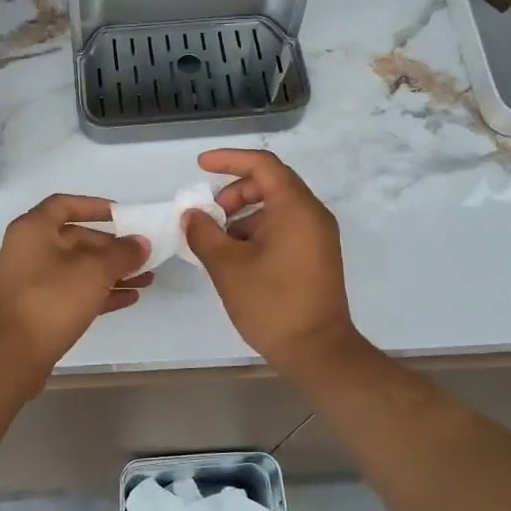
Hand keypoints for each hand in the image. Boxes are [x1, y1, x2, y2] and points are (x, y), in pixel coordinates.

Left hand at [0, 194, 151, 382]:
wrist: (12, 354)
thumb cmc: (52, 299)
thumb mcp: (94, 271)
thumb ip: (122, 253)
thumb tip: (141, 242)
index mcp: (34, 229)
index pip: (65, 204)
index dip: (94, 206)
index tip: (122, 215)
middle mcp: (30, 250)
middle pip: (75, 239)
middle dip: (111, 247)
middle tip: (142, 255)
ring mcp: (32, 282)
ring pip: (78, 269)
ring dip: (112, 272)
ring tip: (146, 279)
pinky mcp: (39, 310)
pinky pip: (75, 293)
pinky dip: (101, 293)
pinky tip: (130, 298)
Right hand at [182, 150, 365, 371]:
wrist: (317, 350)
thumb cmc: (272, 303)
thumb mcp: (228, 266)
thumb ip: (204, 234)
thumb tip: (192, 215)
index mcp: (295, 207)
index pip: (262, 164)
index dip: (229, 159)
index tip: (201, 166)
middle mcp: (312, 214)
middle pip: (270, 184)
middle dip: (234, 192)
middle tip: (209, 216)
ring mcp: (318, 236)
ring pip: (276, 208)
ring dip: (243, 215)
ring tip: (217, 243)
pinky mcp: (316, 255)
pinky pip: (284, 228)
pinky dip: (258, 232)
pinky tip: (236, 258)